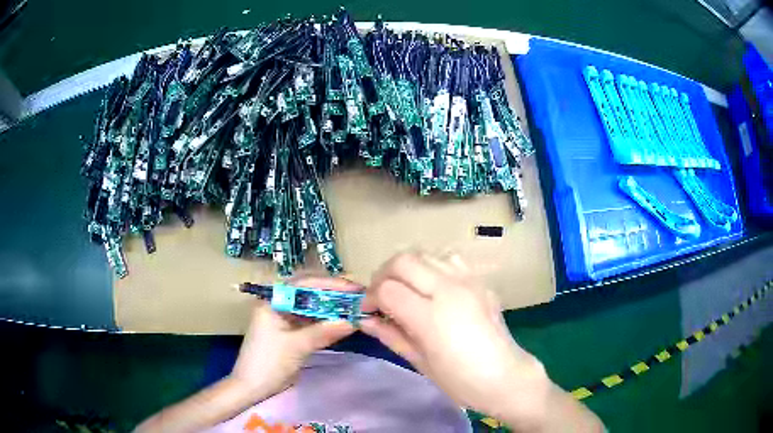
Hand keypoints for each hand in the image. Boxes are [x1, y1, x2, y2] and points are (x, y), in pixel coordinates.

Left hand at [230, 276, 359, 400]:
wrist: (252, 387)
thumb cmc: (269, 362)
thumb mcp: (296, 346)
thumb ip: (324, 332)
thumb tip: (352, 321)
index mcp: (272, 301)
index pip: (304, 284)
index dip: (330, 284)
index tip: (353, 288)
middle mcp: (278, 305)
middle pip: (308, 293)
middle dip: (332, 293)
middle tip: (357, 296)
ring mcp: (283, 319)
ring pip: (311, 307)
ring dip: (330, 308)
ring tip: (354, 307)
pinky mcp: (289, 332)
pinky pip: (310, 322)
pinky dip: (325, 322)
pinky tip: (341, 322)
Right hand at [360, 252, 550, 420]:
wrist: (504, 376)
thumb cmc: (460, 380)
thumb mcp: (420, 362)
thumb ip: (391, 335)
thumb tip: (365, 320)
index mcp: (431, 317)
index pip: (388, 289)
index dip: (371, 298)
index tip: (368, 311)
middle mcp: (449, 290)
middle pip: (403, 261)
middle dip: (384, 275)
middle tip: (381, 296)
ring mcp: (468, 281)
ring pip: (425, 254)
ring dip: (407, 268)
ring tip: (405, 290)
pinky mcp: (480, 281)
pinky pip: (449, 259)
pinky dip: (432, 267)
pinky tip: (432, 287)